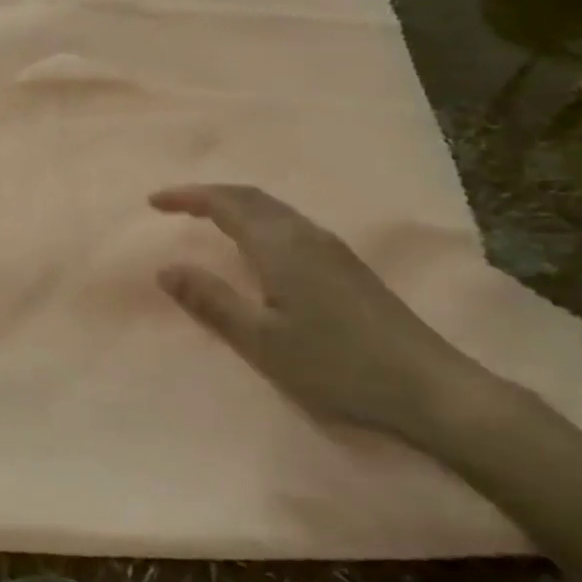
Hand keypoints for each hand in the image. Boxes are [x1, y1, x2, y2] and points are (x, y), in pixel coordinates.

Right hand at [150, 184, 496, 447]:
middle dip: (209, 195)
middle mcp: (306, 234)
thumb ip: (212, 301)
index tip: (153, 201)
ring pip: (273, 209)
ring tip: (207, 219)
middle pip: (251, 197)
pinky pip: (289, 224)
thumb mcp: (262, 341)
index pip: (225, 204)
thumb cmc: (336, 364)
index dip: (187, 197)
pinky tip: (257, 246)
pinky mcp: (347, 266)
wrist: (428, 387)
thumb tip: (166, 268)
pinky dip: (258, 220)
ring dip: (235, 205)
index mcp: (281, 245)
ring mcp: (332, 248)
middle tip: (174, 204)